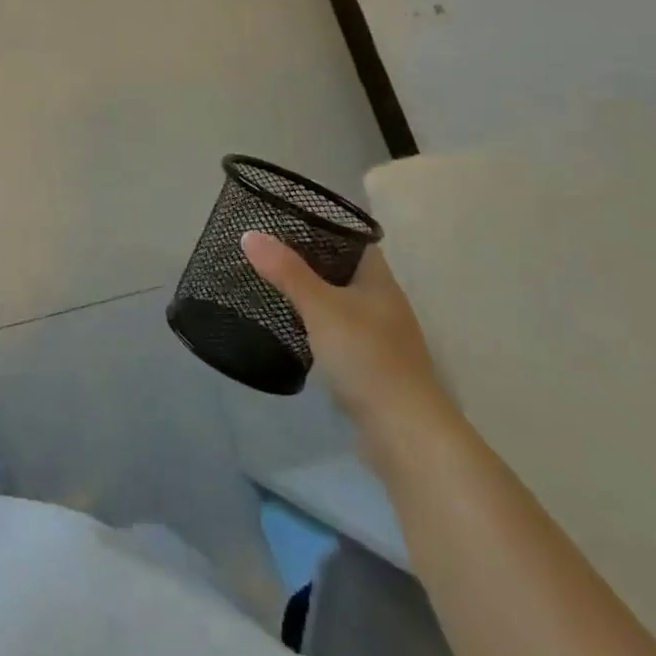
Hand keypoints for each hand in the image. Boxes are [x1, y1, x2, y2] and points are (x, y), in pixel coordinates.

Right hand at [241, 230, 459, 472]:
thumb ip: (286, 272)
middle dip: (310, 261)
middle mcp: (383, 303)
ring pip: (341, 303)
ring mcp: (380, 338)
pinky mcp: (371, 368)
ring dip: (313, 296)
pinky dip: (317, 327)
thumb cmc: (366, 357)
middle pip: (344, 271)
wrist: (405, 433)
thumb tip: (249, 234)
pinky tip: (293, 328)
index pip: (353, 239)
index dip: (323, 226)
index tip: (285, 221)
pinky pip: (339, 334)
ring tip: (273, 284)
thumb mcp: (320, 307)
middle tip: (269, 251)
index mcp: (379, 280)